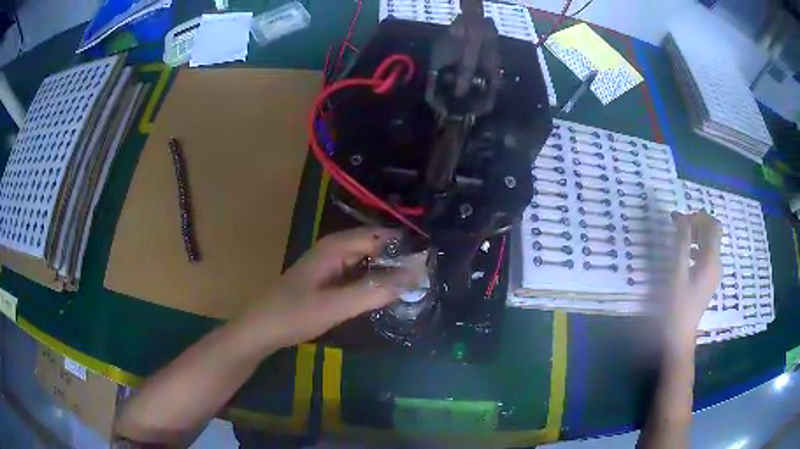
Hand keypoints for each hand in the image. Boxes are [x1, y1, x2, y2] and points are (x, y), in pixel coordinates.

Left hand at [238, 227, 421, 348]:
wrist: (263, 328)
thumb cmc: (295, 313)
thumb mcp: (336, 305)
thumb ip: (374, 292)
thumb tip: (414, 278)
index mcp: (335, 246)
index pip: (380, 237)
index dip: (405, 247)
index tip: (431, 261)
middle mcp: (335, 249)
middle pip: (375, 246)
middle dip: (400, 259)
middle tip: (428, 276)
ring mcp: (331, 264)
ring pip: (368, 261)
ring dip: (388, 270)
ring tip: (416, 284)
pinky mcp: (329, 279)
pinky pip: (359, 273)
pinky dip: (375, 280)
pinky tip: (388, 293)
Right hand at [664, 210, 721, 345]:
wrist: (680, 336)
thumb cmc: (677, 306)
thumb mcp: (677, 274)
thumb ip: (681, 245)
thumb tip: (681, 219)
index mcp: (711, 261)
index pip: (713, 226)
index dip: (699, 217)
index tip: (680, 218)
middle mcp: (716, 264)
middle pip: (713, 233)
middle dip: (697, 224)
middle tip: (678, 224)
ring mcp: (713, 272)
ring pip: (709, 243)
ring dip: (696, 234)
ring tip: (679, 236)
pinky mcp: (708, 279)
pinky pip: (706, 255)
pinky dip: (696, 247)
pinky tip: (684, 253)